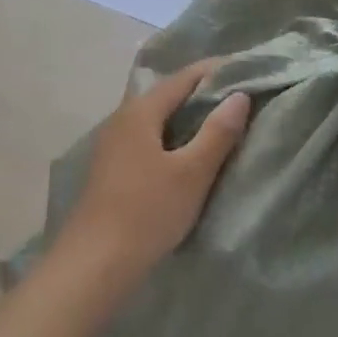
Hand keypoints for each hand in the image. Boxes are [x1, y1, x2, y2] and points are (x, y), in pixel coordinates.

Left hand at [57, 60, 251, 284]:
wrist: (93, 265)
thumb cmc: (146, 212)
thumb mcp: (191, 173)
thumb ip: (217, 133)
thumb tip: (239, 95)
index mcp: (141, 110)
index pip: (184, 77)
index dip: (215, 71)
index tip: (244, 71)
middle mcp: (123, 117)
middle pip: (168, 94)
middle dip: (201, 92)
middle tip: (237, 97)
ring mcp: (113, 143)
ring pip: (156, 117)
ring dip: (185, 116)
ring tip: (218, 123)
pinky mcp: (111, 168)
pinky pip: (148, 137)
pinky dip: (171, 136)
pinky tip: (185, 153)